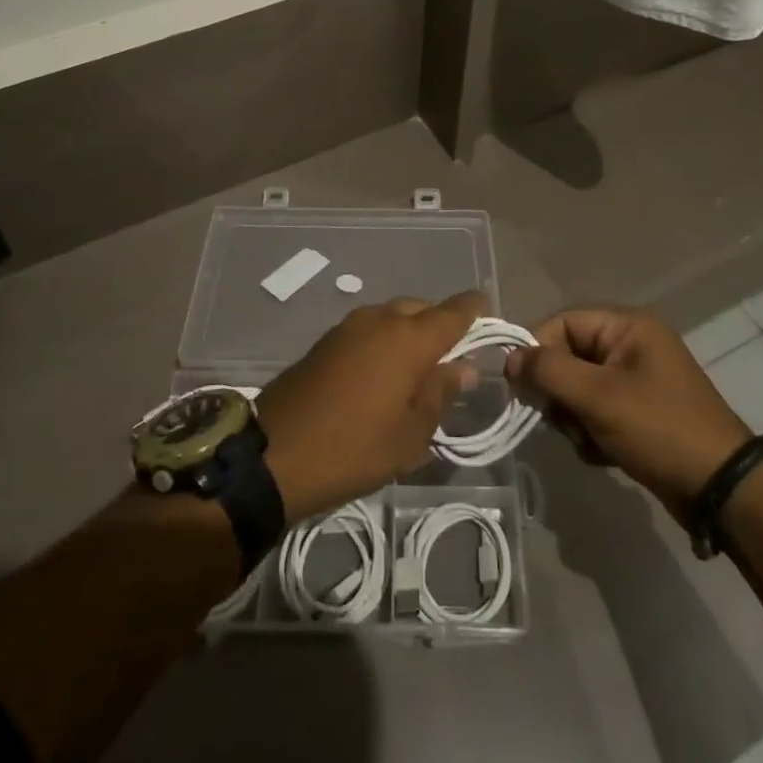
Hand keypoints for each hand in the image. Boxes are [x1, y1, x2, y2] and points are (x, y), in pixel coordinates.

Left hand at [257, 292, 480, 522]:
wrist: (274, 453)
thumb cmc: (354, 447)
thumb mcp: (411, 433)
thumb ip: (441, 393)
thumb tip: (463, 366)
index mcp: (409, 339)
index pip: (453, 311)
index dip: (474, 309)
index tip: (487, 311)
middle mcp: (380, 320)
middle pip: (421, 309)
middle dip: (440, 323)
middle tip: (452, 356)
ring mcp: (349, 326)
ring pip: (393, 316)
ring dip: (410, 332)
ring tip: (418, 368)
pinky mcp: (326, 340)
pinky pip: (369, 329)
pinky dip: (385, 340)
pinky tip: (384, 372)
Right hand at [505, 307, 753, 524]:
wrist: (721, 490)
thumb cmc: (658, 429)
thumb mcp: (598, 396)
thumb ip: (548, 371)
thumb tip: (509, 359)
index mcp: (627, 326)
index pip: (562, 323)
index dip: (538, 351)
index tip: (522, 387)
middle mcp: (631, 345)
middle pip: (568, 357)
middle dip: (561, 393)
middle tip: (566, 420)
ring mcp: (637, 380)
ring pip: (579, 389)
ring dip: (575, 418)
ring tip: (591, 441)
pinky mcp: (640, 412)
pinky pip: (597, 411)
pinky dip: (592, 432)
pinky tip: (604, 453)